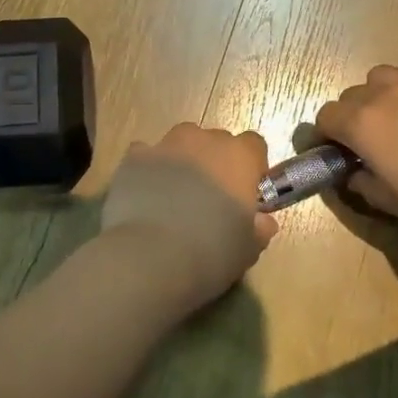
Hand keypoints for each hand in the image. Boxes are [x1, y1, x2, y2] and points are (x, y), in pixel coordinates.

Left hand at [102, 124, 277, 312]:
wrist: (150, 257)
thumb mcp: (248, 248)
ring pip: (181, 141)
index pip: (254, 145)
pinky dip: (149, 169)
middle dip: (216, 162)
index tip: (246, 192)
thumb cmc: (212, 252)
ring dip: (183, 159)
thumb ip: (259, 228)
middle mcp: (204, 141)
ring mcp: (166, 145)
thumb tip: (263, 221)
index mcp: (239, 157)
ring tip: (176, 194)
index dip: (252, 167)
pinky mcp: (133, 158)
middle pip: (216, 141)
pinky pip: (146, 155)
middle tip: (210, 198)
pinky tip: (146, 194)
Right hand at [316, 38, 397, 235]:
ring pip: (384, 73)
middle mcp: (383, 95)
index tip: (340, 153)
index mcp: (362, 126)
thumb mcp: (396, 204)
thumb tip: (356, 175)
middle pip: (352, 94)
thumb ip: (366, 186)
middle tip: (374, 143)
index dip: (328, 135)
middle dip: (354, 115)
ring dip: (382, 91)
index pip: (325, 117)